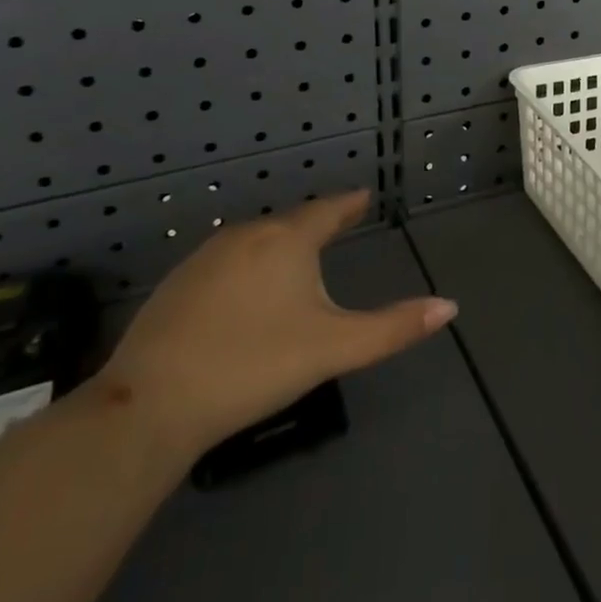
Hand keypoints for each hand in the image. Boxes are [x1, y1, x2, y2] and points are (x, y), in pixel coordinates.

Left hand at [91, 190, 456, 455]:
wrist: (150, 404)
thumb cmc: (254, 365)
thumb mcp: (333, 348)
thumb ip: (392, 328)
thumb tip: (450, 306)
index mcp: (287, 239)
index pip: (328, 210)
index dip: (349, 205)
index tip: (364, 197)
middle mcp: (246, 235)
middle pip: (291, 221)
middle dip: (317, 222)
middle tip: (338, 224)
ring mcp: (205, 256)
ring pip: (256, 239)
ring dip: (281, 241)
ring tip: (297, 253)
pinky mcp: (176, 284)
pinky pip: (227, 260)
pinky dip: (249, 263)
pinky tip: (246, 287)